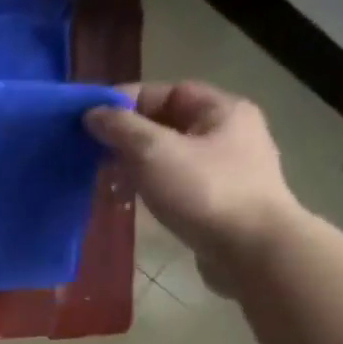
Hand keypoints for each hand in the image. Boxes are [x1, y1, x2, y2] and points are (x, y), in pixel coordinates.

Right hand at [84, 81, 301, 297]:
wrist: (252, 251)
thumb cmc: (205, 192)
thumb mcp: (154, 152)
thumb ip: (121, 128)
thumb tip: (92, 112)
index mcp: (222, 110)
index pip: (166, 92)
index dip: (127, 101)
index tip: (90, 120)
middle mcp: (229, 134)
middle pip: (167, 124)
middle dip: (128, 136)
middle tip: (92, 151)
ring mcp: (226, 170)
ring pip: (170, 156)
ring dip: (136, 164)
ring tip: (105, 178)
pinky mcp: (219, 202)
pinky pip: (177, 183)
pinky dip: (151, 186)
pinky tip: (129, 200)